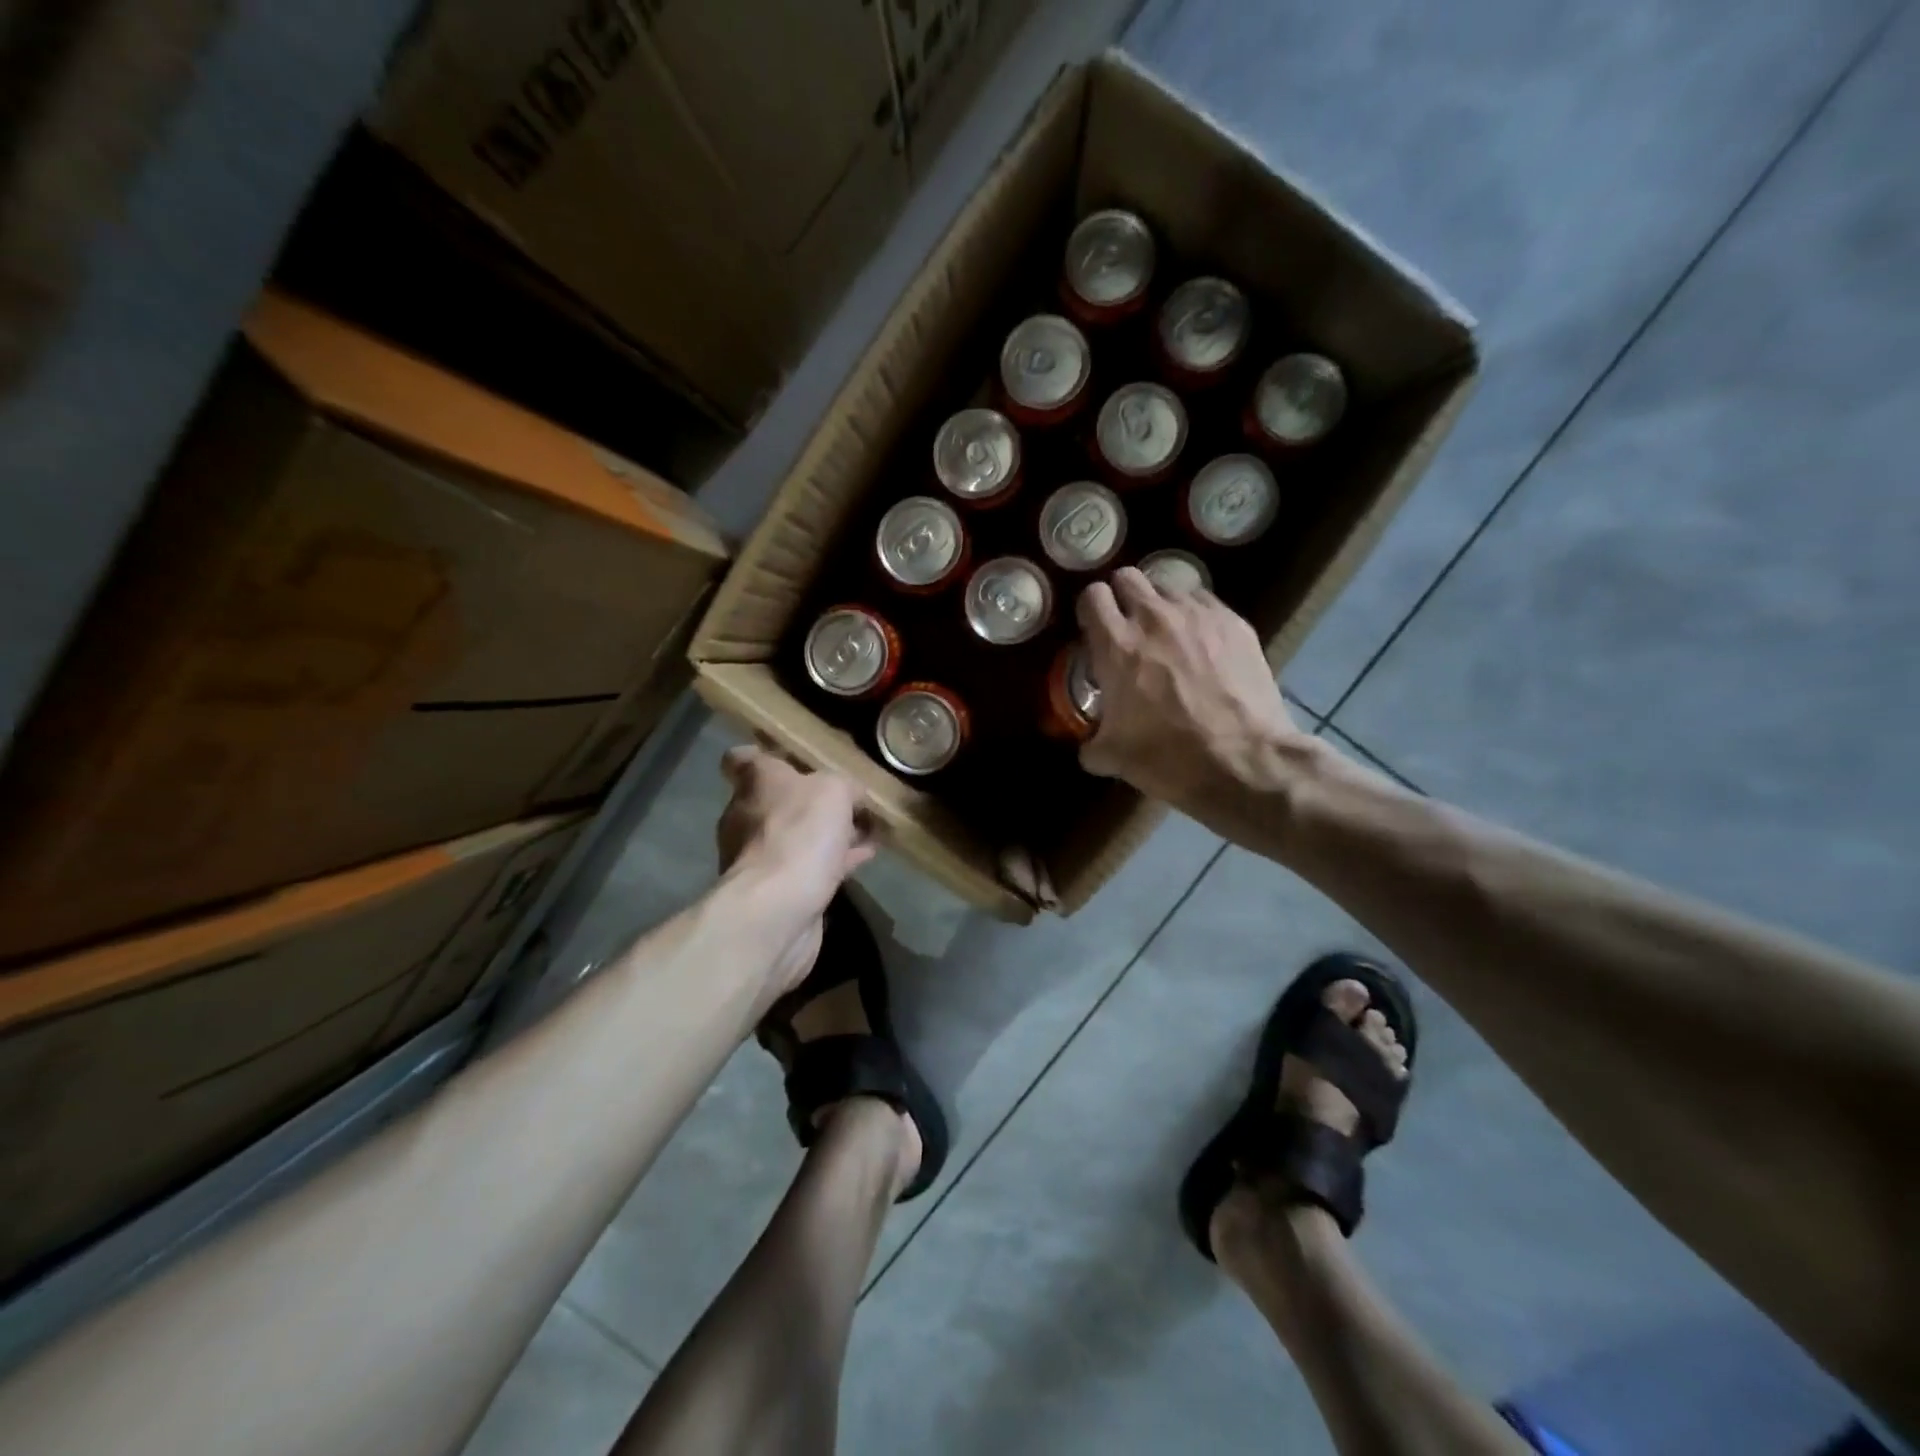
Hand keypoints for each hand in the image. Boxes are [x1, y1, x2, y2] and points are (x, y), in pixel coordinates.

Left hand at [717, 744, 874, 917]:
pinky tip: (865, 858)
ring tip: (867, 830)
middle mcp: (748, 816)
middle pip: (777, 800)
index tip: (790, 759)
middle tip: (848, 801)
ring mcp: (759, 856)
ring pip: (797, 836)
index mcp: (755, 782)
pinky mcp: (777, 890)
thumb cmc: (799, 832)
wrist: (777, 907)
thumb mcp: (834, 790)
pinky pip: (810, 867)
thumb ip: (845, 786)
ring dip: (828, 834)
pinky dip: (834, 861)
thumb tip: (853, 796)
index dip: (763, 755)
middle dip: (811, 801)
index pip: (742, 759)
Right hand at [1076, 568, 1312, 822]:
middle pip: (1128, 577)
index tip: (1094, 631)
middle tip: (1128, 628)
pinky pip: (1205, 602)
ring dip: (1161, 606)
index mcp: (1116, 645)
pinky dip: (1196, 616)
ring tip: (1168, 636)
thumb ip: (1092, 743)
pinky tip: (1202, 644)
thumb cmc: (1169, 758)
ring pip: (1169, 587)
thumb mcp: (1114, 758)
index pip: (1092, 596)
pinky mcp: (1234, 622)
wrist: (1244, 761)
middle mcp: (1154, 617)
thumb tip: (1090, 746)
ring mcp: (1198, 615)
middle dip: (1123, 598)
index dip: (1090, 611)